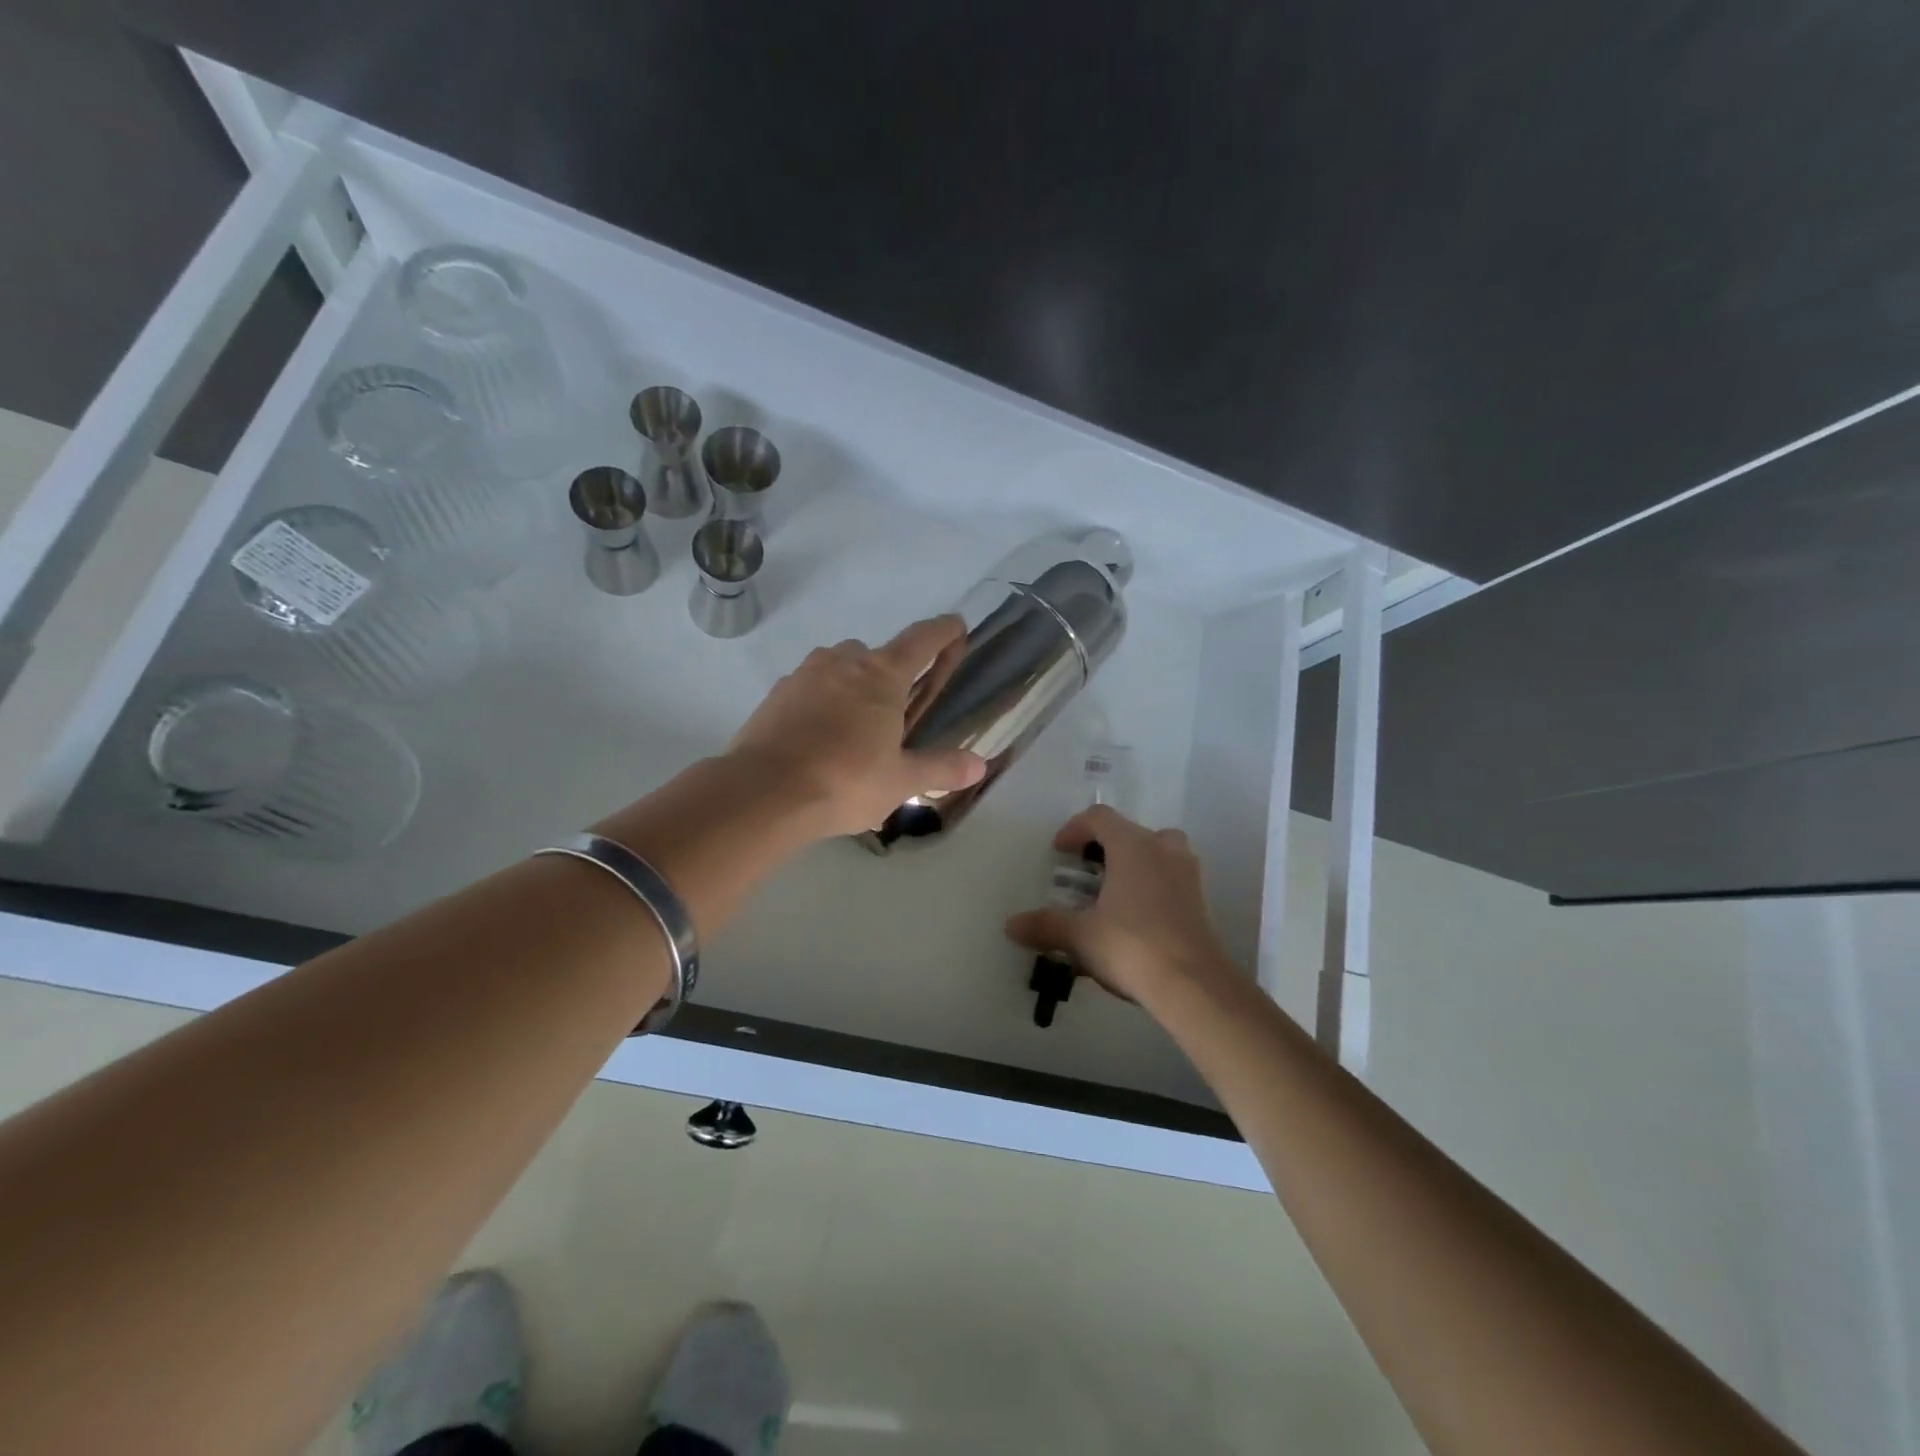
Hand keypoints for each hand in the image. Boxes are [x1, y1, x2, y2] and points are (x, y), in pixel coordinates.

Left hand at [726, 615, 986, 838]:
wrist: (764, 792)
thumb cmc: (844, 781)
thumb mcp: (901, 781)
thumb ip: (941, 769)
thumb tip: (979, 765)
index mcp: (882, 676)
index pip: (922, 640)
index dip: (943, 631)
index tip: (957, 626)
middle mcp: (843, 662)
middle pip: (876, 654)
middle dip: (890, 674)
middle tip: (895, 713)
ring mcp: (804, 674)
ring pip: (838, 667)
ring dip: (852, 686)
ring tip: (854, 730)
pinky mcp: (776, 694)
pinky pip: (809, 688)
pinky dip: (820, 703)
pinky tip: (819, 738)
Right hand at [1005, 804, 1236, 1004]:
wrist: (1194, 985)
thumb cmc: (1131, 945)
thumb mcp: (1080, 936)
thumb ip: (1045, 926)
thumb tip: (1011, 925)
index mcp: (1132, 845)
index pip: (1100, 818)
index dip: (1075, 828)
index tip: (1060, 851)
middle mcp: (1163, 849)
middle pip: (1132, 832)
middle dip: (1107, 847)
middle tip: (1088, 872)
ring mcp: (1188, 874)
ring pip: (1159, 853)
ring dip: (1135, 865)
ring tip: (1113, 893)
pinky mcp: (1201, 901)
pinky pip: (1172, 880)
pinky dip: (1153, 888)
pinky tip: (1137, 919)